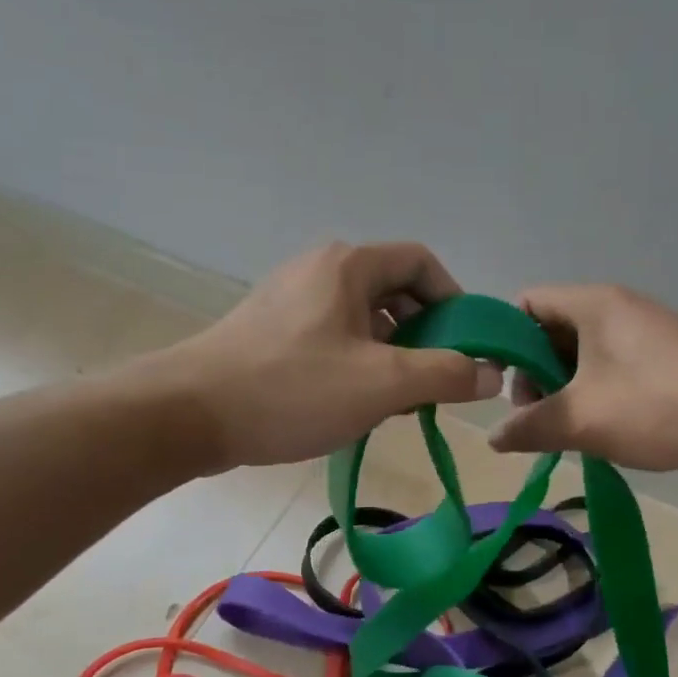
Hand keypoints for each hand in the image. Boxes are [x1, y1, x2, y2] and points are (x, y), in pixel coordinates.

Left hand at [168, 242, 500, 470]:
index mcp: (348, 266)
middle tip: (434, 380)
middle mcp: (319, 270)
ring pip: (362, 319)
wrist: (188, 414)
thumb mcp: (382, 384)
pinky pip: (332, 336)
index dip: (454, 300)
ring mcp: (289, 299)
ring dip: (391, 354)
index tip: (466, 345)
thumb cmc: (292, 389)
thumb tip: (490, 372)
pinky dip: (356, 362)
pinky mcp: (270, 331)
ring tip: (397, 402)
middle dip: (423, 334)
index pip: (422, 262)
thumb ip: (446, 374)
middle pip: (393, 291)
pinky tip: (353, 404)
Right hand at [489, 285, 677, 470]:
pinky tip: (603, 426)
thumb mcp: (581, 420)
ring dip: (565, 387)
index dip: (504, 340)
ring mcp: (646, 329)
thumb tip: (493, 438)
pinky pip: (612, 363)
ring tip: (568, 428)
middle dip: (534, 372)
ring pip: (583, 351)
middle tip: (538, 415)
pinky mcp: (666, 354)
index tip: (501, 385)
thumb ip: (528, 427)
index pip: (526, 303)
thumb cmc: (657, 408)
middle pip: (552, 328)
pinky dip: (595, 390)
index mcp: (593, 304)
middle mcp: (618, 306)